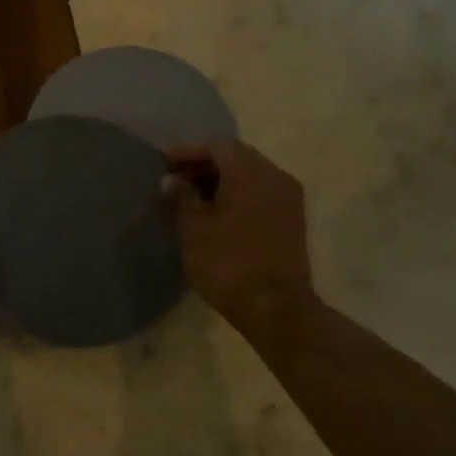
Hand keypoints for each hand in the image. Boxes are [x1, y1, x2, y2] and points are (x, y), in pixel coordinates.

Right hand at [165, 141, 316, 329]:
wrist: (277, 309)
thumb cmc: (228, 263)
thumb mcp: (194, 228)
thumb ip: (181, 197)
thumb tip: (172, 180)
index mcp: (250, 172)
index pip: (216, 146)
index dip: (187, 152)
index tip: (163, 163)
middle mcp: (275, 176)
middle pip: (236, 157)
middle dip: (204, 164)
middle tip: (175, 179)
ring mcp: (288, 199)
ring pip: (250, 176)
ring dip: (221, 180)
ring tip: (191, 197)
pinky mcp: (292, 221)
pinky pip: (260, 194)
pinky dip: (237, 195)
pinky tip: (216, 213)